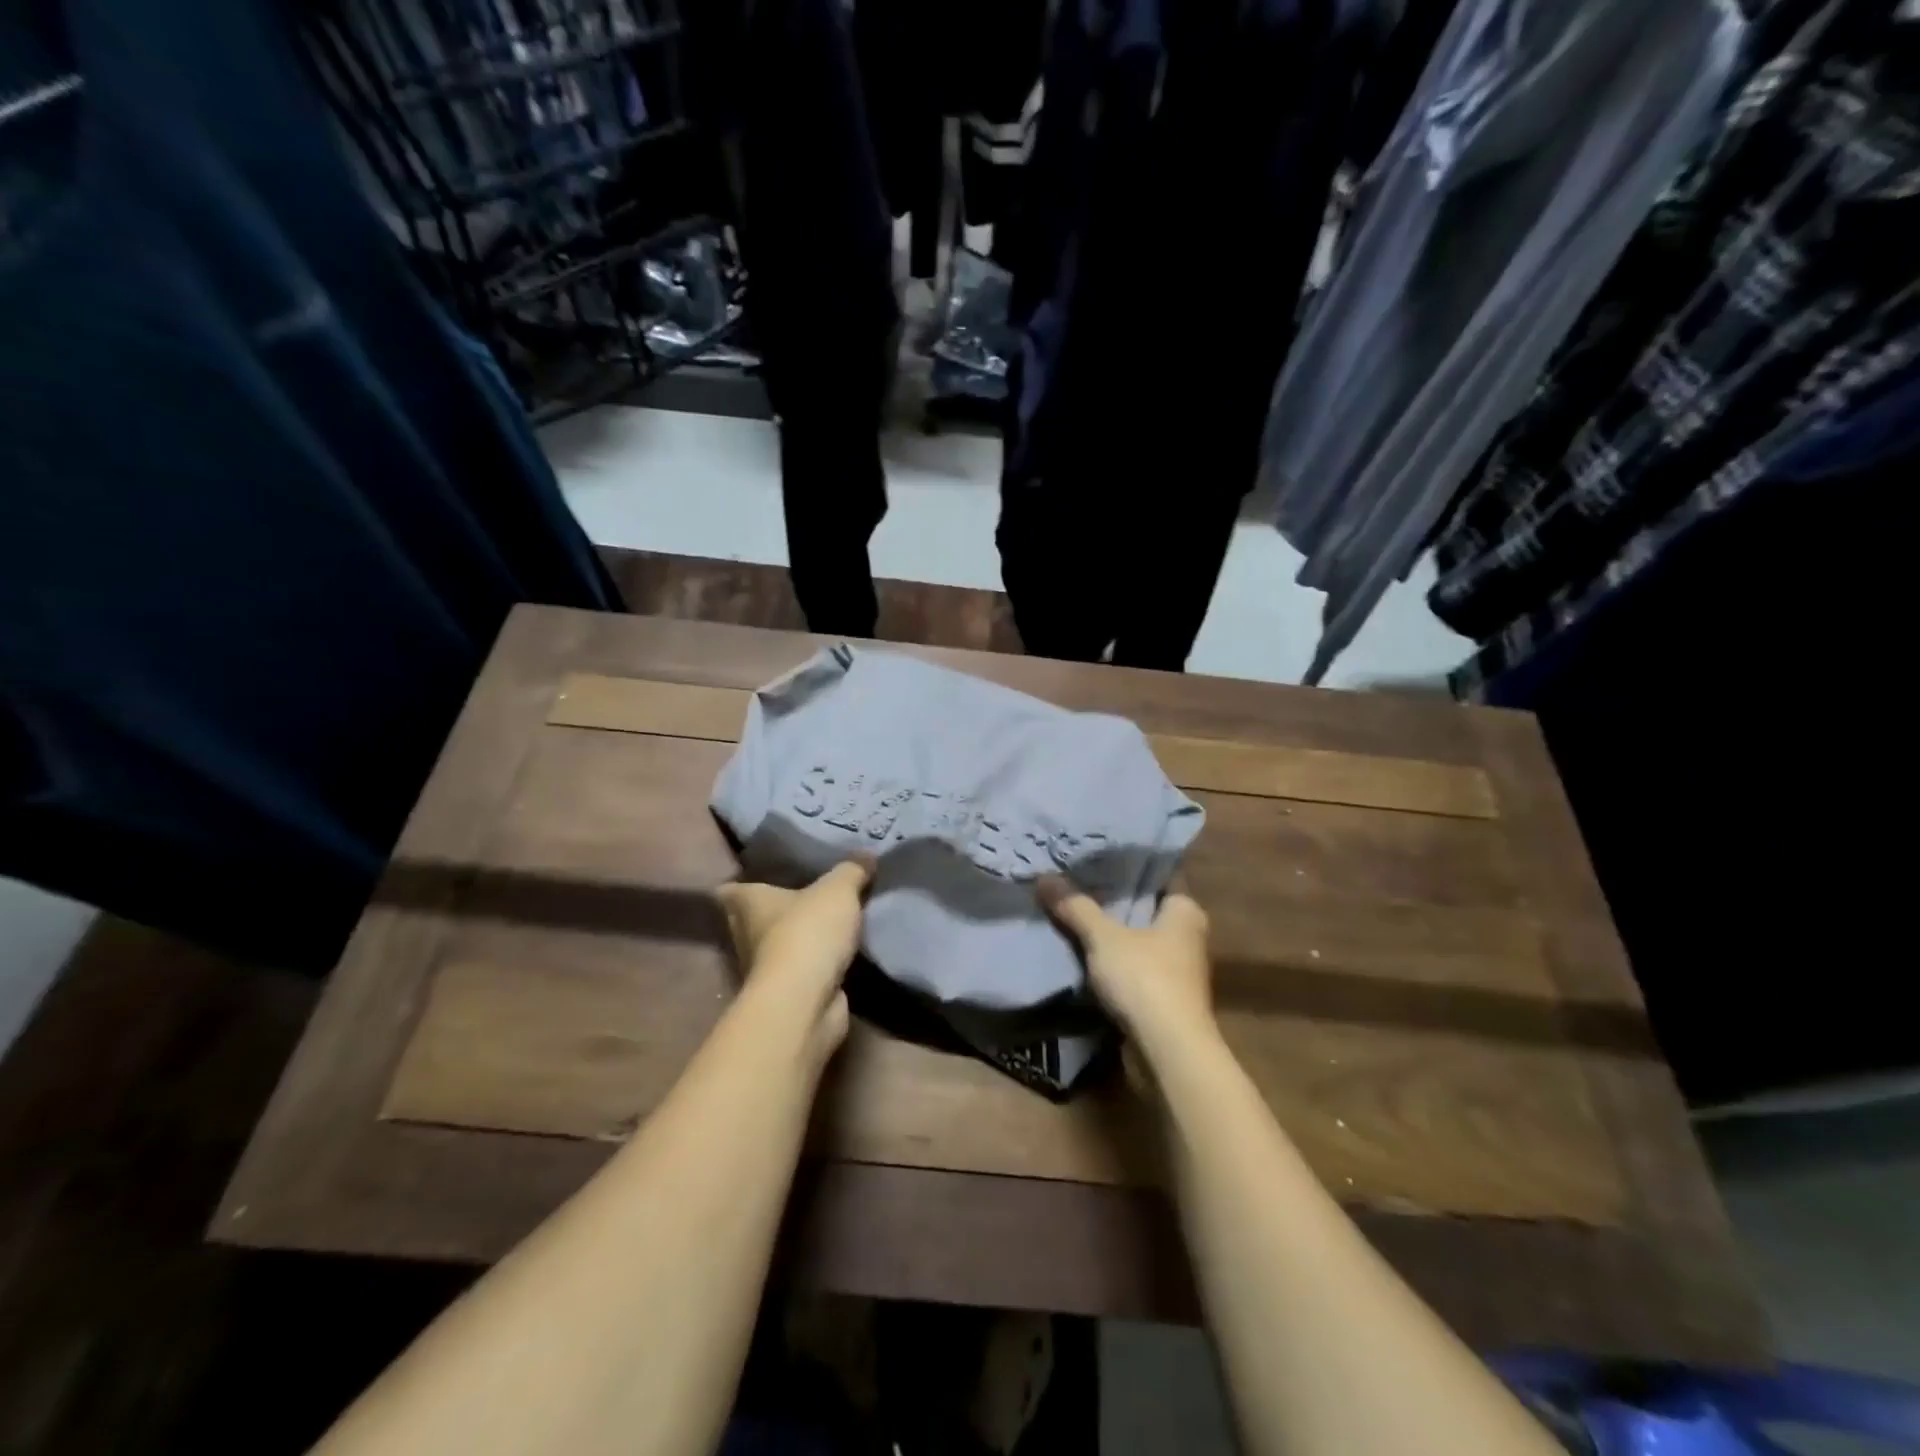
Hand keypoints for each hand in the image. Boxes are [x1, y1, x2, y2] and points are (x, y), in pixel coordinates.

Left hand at [715, 857, 873, 1054]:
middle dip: (774, 911)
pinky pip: (801, 971)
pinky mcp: (787, 994)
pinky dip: (815, 965)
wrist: (806, 1001)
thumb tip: (867, 854)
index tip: (757, 877)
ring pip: (778, 947)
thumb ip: (852, 870)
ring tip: (828, 922)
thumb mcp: (838, 889)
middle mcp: (747, 935)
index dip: (739, 884)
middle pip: (752, 919)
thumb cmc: (808, 932)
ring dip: (797, 939)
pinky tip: (838, 953)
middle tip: (804, 895)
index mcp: (748, 904)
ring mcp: (765, 969)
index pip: (729, 890)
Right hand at [1037, 877, 1214, 1052]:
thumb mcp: (1104, 937)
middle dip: (1114, 900)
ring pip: (1138, 940)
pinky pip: (1133, 968)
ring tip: (1073, 913)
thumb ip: (1076, 907)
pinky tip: (1084, 954)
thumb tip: (1044, 876)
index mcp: (1185, 911)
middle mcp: (1188, 936)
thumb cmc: (1145, 979)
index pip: (1157, 876)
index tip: (1095, 858)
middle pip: (1145, 908)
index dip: (1126, 866)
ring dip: (1112, 934)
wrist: (1169, 1052)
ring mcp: (1178, 970)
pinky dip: (1112, 962)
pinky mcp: (1164, 999)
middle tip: (1075, 881)